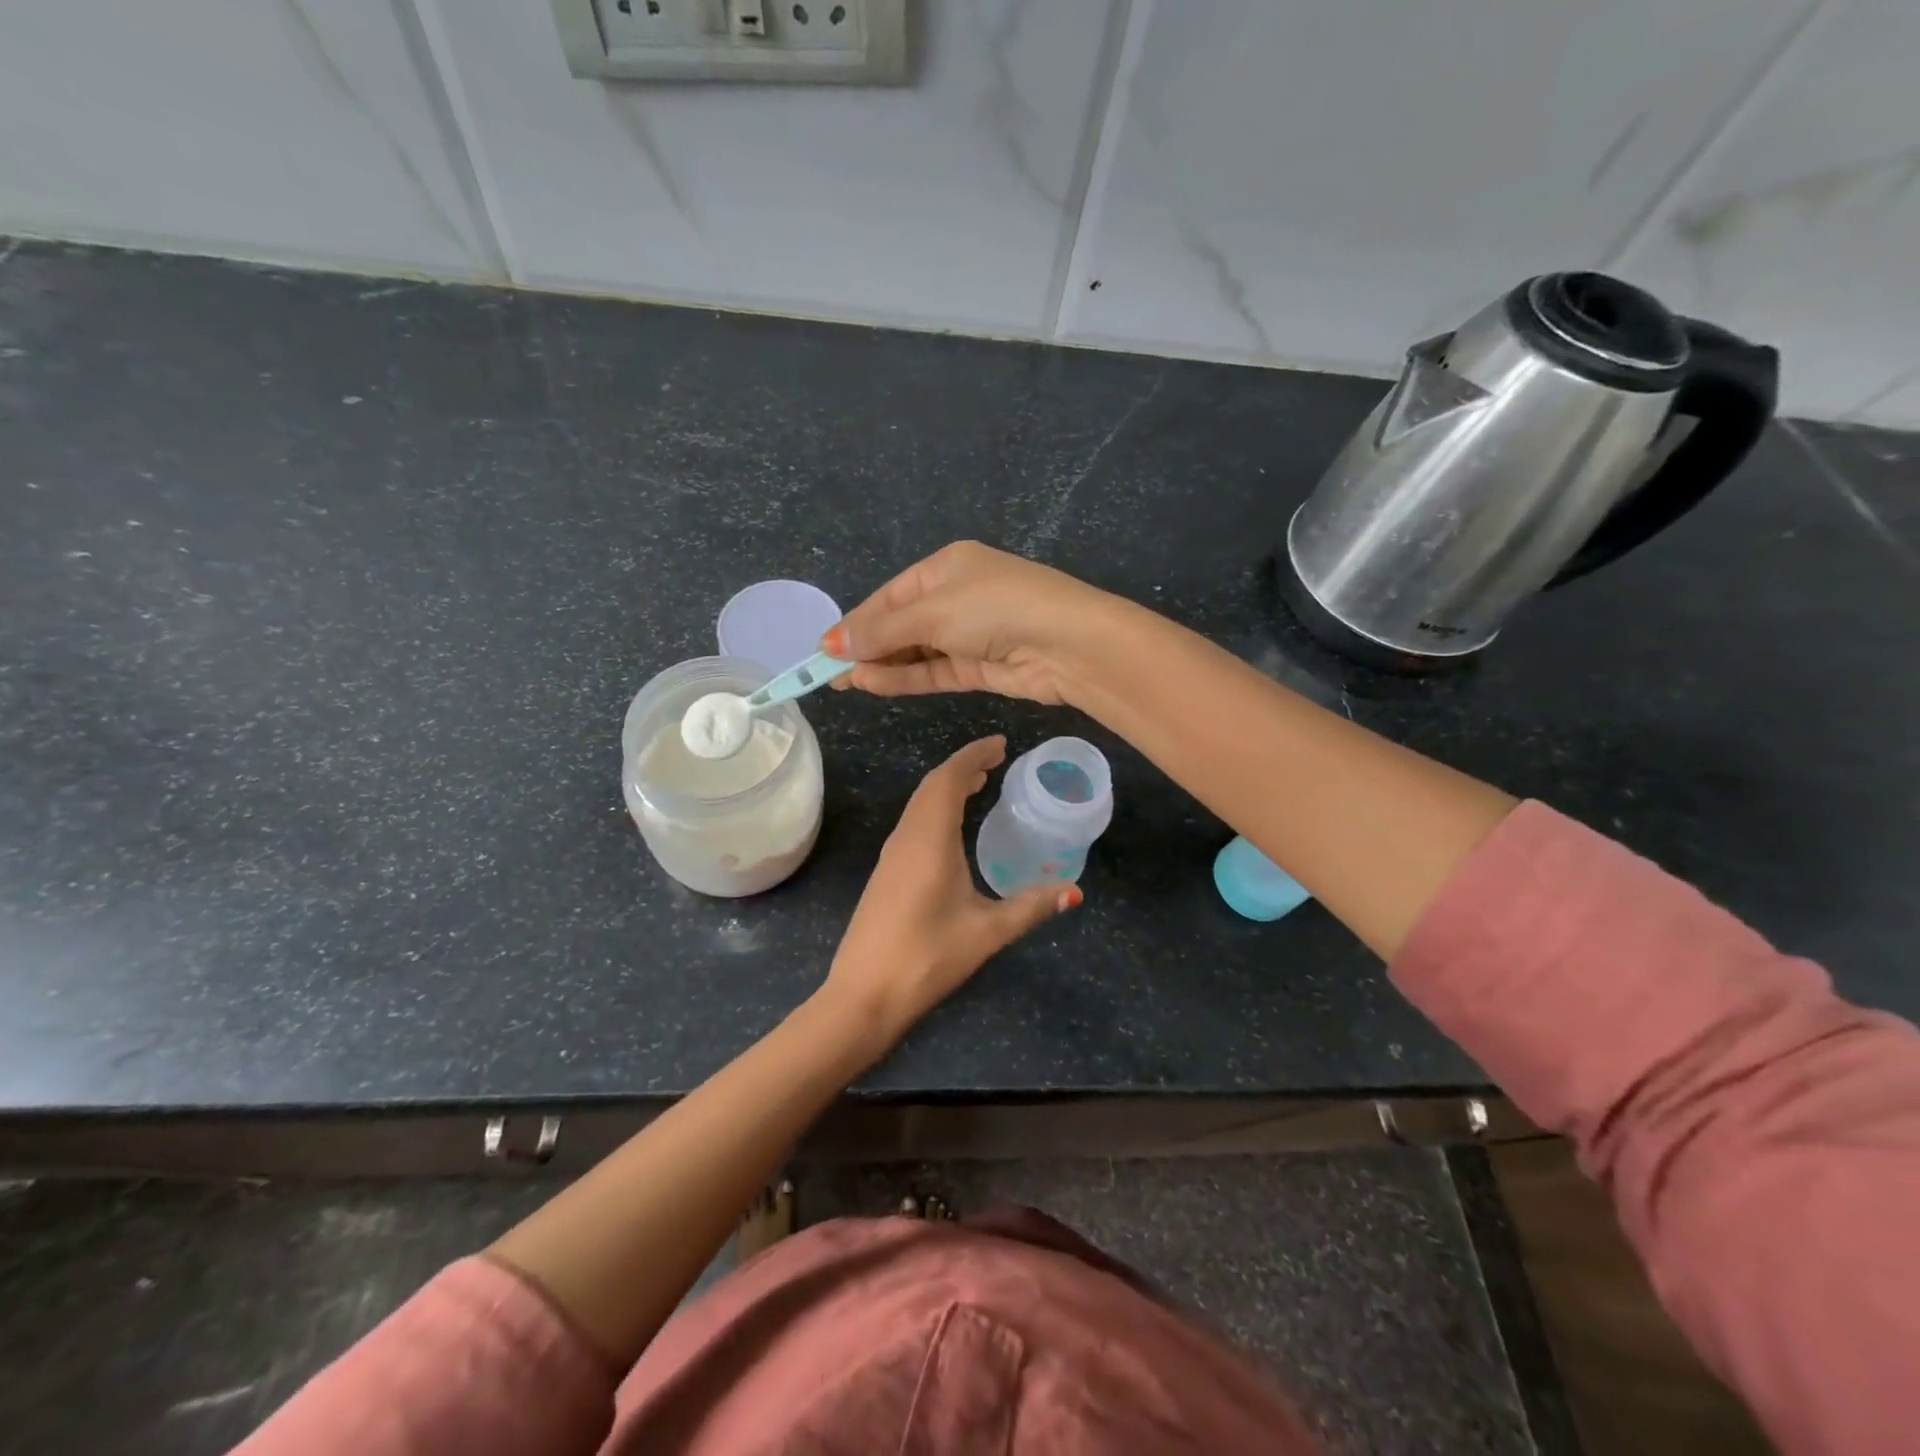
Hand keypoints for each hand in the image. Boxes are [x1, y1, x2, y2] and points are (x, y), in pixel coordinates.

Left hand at [821, 735, 1079, 1053]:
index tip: (1001, 744)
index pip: (949, 779)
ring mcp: (891, 855)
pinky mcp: (886, 872)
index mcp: (929, 840)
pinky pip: (913, 822)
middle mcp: (906, 837)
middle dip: (964, 766)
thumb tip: (1074, 892)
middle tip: (997, 760)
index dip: (974, 756)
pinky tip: (952, 825)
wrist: (863, 994)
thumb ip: (1031, 907)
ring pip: (919, 803)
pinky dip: (936, 807)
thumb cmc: (927, 958)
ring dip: (947, 786)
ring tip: (980, 783)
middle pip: (932, 786)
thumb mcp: (987, 932)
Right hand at [823, 541, 1121, 704]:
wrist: (1068, 644)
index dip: (858, 621)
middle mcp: (957, 597)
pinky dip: (905, 678)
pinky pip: (933, 671)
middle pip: (901, 623)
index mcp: (947, 566)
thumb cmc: (995, 607)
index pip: (891, 595)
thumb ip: (882, 630)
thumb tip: (832, 643)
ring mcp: (969, 634)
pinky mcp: (980, 666)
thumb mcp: (932, 611)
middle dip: (866, 646)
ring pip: (915, 651)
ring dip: (882, 665)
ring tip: (845, 682)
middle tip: (828, 672)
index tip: (825, 648)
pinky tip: (873, 685)